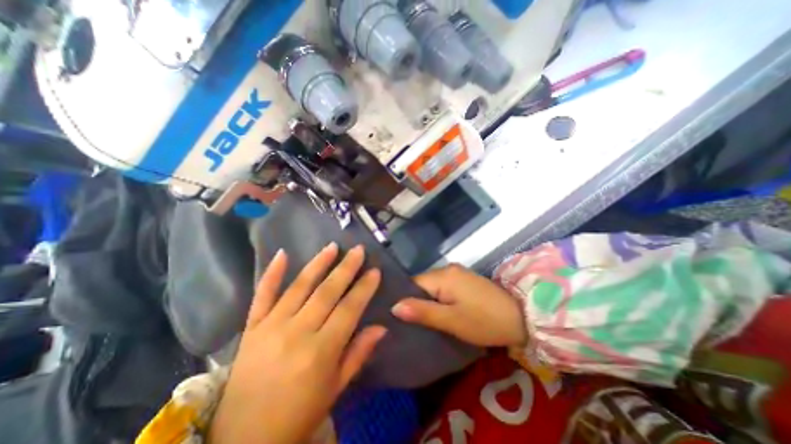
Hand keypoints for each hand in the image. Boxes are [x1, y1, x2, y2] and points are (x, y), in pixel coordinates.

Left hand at [207, 242, 385, 443]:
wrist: (243, 441)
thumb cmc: (299, 414)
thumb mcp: (336, 388)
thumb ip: (359, 353)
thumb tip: (382, 327)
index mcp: (320, 352)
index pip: (348, 310)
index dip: (364, 288)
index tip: (375, 271)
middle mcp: (296, 333)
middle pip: (327, 292)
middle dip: (346, 268)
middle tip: (359, 250)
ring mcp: (271, 327)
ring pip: (299, 286)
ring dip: (318, 263)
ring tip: (332, 246)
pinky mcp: (252, 327)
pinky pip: (262, 295)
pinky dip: (272, 273)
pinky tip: (282, 253)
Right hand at [392, 264, 527, 347]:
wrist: (522, 317)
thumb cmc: (484, 321)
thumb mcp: (451, 320)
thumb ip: (422, 312)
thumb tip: (394, 306)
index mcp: (443, 275)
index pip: (413, 283)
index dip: (405, 298)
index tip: (397, 316)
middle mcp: (448, 268)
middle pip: (422, 283)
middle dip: (416, 300)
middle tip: (409, 322)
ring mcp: (458, 273)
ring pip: (433, 286)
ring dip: (427, 300)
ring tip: (421, 319)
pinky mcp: (464, 280)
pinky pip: (443, 287)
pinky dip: (438, 298)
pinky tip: (438, 311)